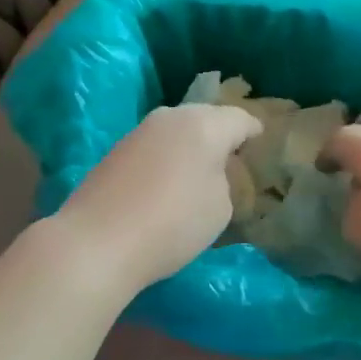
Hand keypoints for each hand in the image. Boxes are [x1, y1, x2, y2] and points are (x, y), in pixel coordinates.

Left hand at [53, 103, 262, 291]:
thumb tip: (208, 172)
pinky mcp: (115, 152)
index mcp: (204, 124)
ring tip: (199, 172)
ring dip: (189, 147)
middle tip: (232, 159)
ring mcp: (138, 132)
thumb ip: (223, 181)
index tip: (262, 143)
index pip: (240, 119)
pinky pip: (153, 148)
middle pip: (205, 118)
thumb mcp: (220, 207)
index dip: (255, 131)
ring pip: (176, 131)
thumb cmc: (173, 223)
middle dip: (220, 135)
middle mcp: (170, 117)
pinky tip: (166, 183)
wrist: (98, 241)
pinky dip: (165, 159)